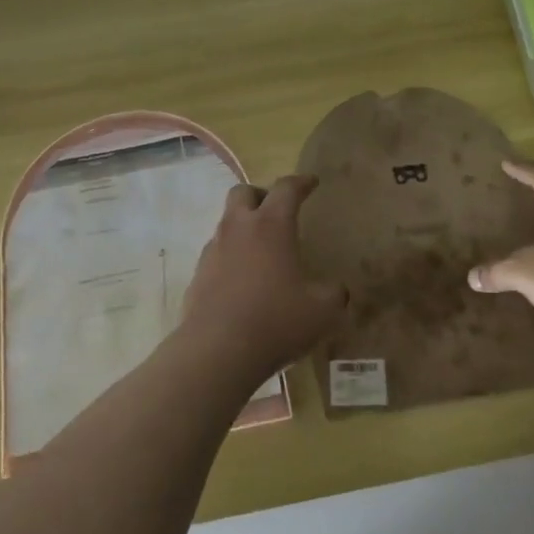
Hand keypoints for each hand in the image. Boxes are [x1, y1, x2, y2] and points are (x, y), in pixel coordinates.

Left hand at [180, 176, 346, 380]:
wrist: (217, 351)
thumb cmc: (276, 321)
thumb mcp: (322, 311)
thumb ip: (334, 294)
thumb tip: (336, 290)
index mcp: (271, 225)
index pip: (286, 189)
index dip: (301, 182)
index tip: (311, 182)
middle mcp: (238, 229)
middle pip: (243, 192)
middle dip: (260, 195)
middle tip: (276, 211)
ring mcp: (213, 251)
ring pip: (226, 223)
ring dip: (243, 228)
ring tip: (261, 251)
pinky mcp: (197, 276)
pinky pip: (216, 255)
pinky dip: (230, 258)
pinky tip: (242, 282)